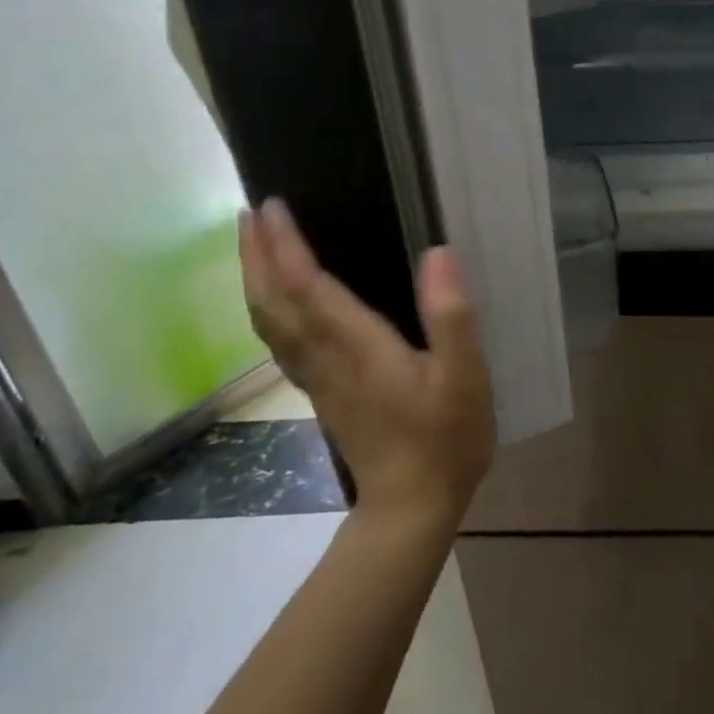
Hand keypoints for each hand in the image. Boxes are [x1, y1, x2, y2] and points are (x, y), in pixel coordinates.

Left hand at [239, 199, 494, 525]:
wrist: (412, 506)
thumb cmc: (445, 438)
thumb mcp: (464, 377)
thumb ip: (451, 316)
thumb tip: (439, 253)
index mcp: (357, 347)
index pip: (307, 286)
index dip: (286, 246)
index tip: (273, 206)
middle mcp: (325, 358)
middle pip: (274, 302)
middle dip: (258, 255)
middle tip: (250, 213)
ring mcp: (319, 378)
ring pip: (270, 323)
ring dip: (256, 280)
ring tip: (255, 246)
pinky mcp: (323, 393)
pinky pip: (281, 341)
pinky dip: (270, 310)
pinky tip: (279, 302)